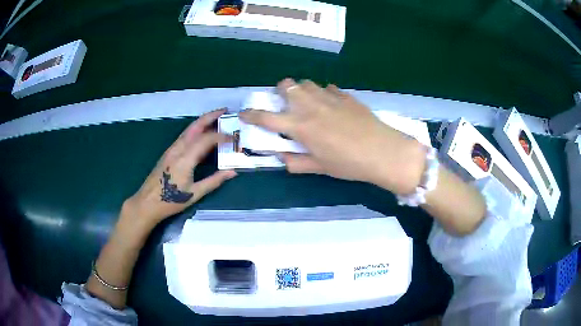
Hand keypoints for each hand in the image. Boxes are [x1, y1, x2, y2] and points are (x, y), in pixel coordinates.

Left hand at [123, 109, 236, 228]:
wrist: (147, 202)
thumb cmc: (171, 201)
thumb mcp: (195, 193)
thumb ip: (214, 181)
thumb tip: (233, 172)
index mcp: (185, 158)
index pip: (206, 139)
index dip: (222, 136)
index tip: (234, 137)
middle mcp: (178, 149)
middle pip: (195, 126)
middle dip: (211, 116)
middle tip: (225, 111)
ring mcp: (172, 149)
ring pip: (189, 129)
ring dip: (203, 121)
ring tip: (217, 118)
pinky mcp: (169, 152)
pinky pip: (185, 136)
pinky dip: (196, 129)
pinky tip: (202, 133)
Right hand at [239, 79, 425, 194]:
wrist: (382, 151)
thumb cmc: (349, 164)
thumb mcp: (320, 167)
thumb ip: (297, 162)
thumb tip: (282, 158)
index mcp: (301, 126)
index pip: (267, 117)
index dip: (252, 114)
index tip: (244, 113)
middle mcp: (311, 106)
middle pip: (287, 86)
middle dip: (280, 91)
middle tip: (285, 103)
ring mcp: (330, 97)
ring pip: (307, 82)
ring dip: (301, 90)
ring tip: (307, 102)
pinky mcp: (346, 96)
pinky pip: (329, 88)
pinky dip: (323, 93)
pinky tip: (330, 104)